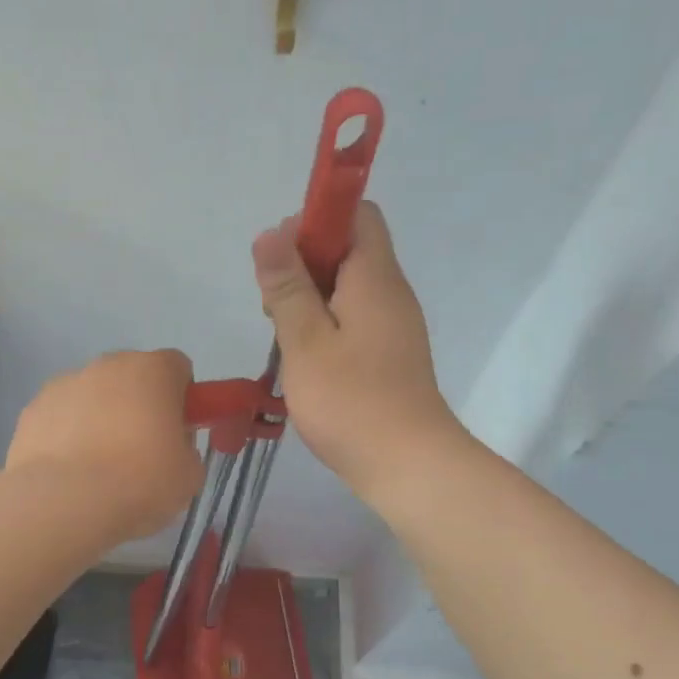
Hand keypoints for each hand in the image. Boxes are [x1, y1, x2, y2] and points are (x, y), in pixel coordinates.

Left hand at [7, 349, 204, 540]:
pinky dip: (67, 436)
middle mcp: (107, 365)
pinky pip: (60, 418)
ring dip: (100, 419)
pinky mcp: (32, 410)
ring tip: (99, 469)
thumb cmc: (139, 482)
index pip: (177, 367)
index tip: (177, 432)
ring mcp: (64, 384)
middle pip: (132, 378)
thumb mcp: (189, 474)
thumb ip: (185, 449)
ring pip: (93, 396)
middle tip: (142, 453)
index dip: (182, 398)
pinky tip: (70, 473)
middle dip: (139, 406)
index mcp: (152, 371)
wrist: (64, 502)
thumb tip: (170, 447)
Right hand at [252, 202, 464, 499]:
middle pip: (349, 249)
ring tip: (283, 334)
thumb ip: (287, 286)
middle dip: (304, 263)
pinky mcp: (388, 353)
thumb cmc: (351, 399)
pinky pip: (353, 318)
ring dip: (310, 298)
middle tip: (273, 303)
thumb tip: (271, 233)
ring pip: (347, 287)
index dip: (316, 220)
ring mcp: (393, 325)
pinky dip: (325, 324)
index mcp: (374, 277)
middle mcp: (390, 292)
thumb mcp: (306, 340)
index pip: (357, 214)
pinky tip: (303, 357)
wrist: (407, 464)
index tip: (281, 256)